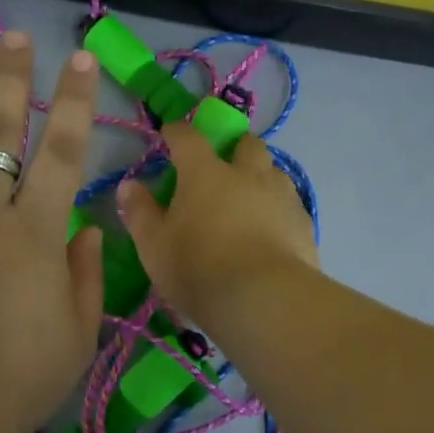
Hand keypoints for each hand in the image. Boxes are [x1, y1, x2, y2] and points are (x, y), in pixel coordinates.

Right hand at [116, 123, 318, 326]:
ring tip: (250, 202)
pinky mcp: (304, 224)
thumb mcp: (154, 246)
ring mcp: (281, 197)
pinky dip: (278, 211)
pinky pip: (290, 206)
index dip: (177, 132)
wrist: (264, 300)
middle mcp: (247, 174)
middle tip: (223, 166)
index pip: (188, 138)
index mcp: (205, 173)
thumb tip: (129, 185)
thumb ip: (140, 212)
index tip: (170, 135)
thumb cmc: (198, 268)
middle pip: (246, 144)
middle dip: (234, 147)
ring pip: (274, 172)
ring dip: (261, 178)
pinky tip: (272, 233)